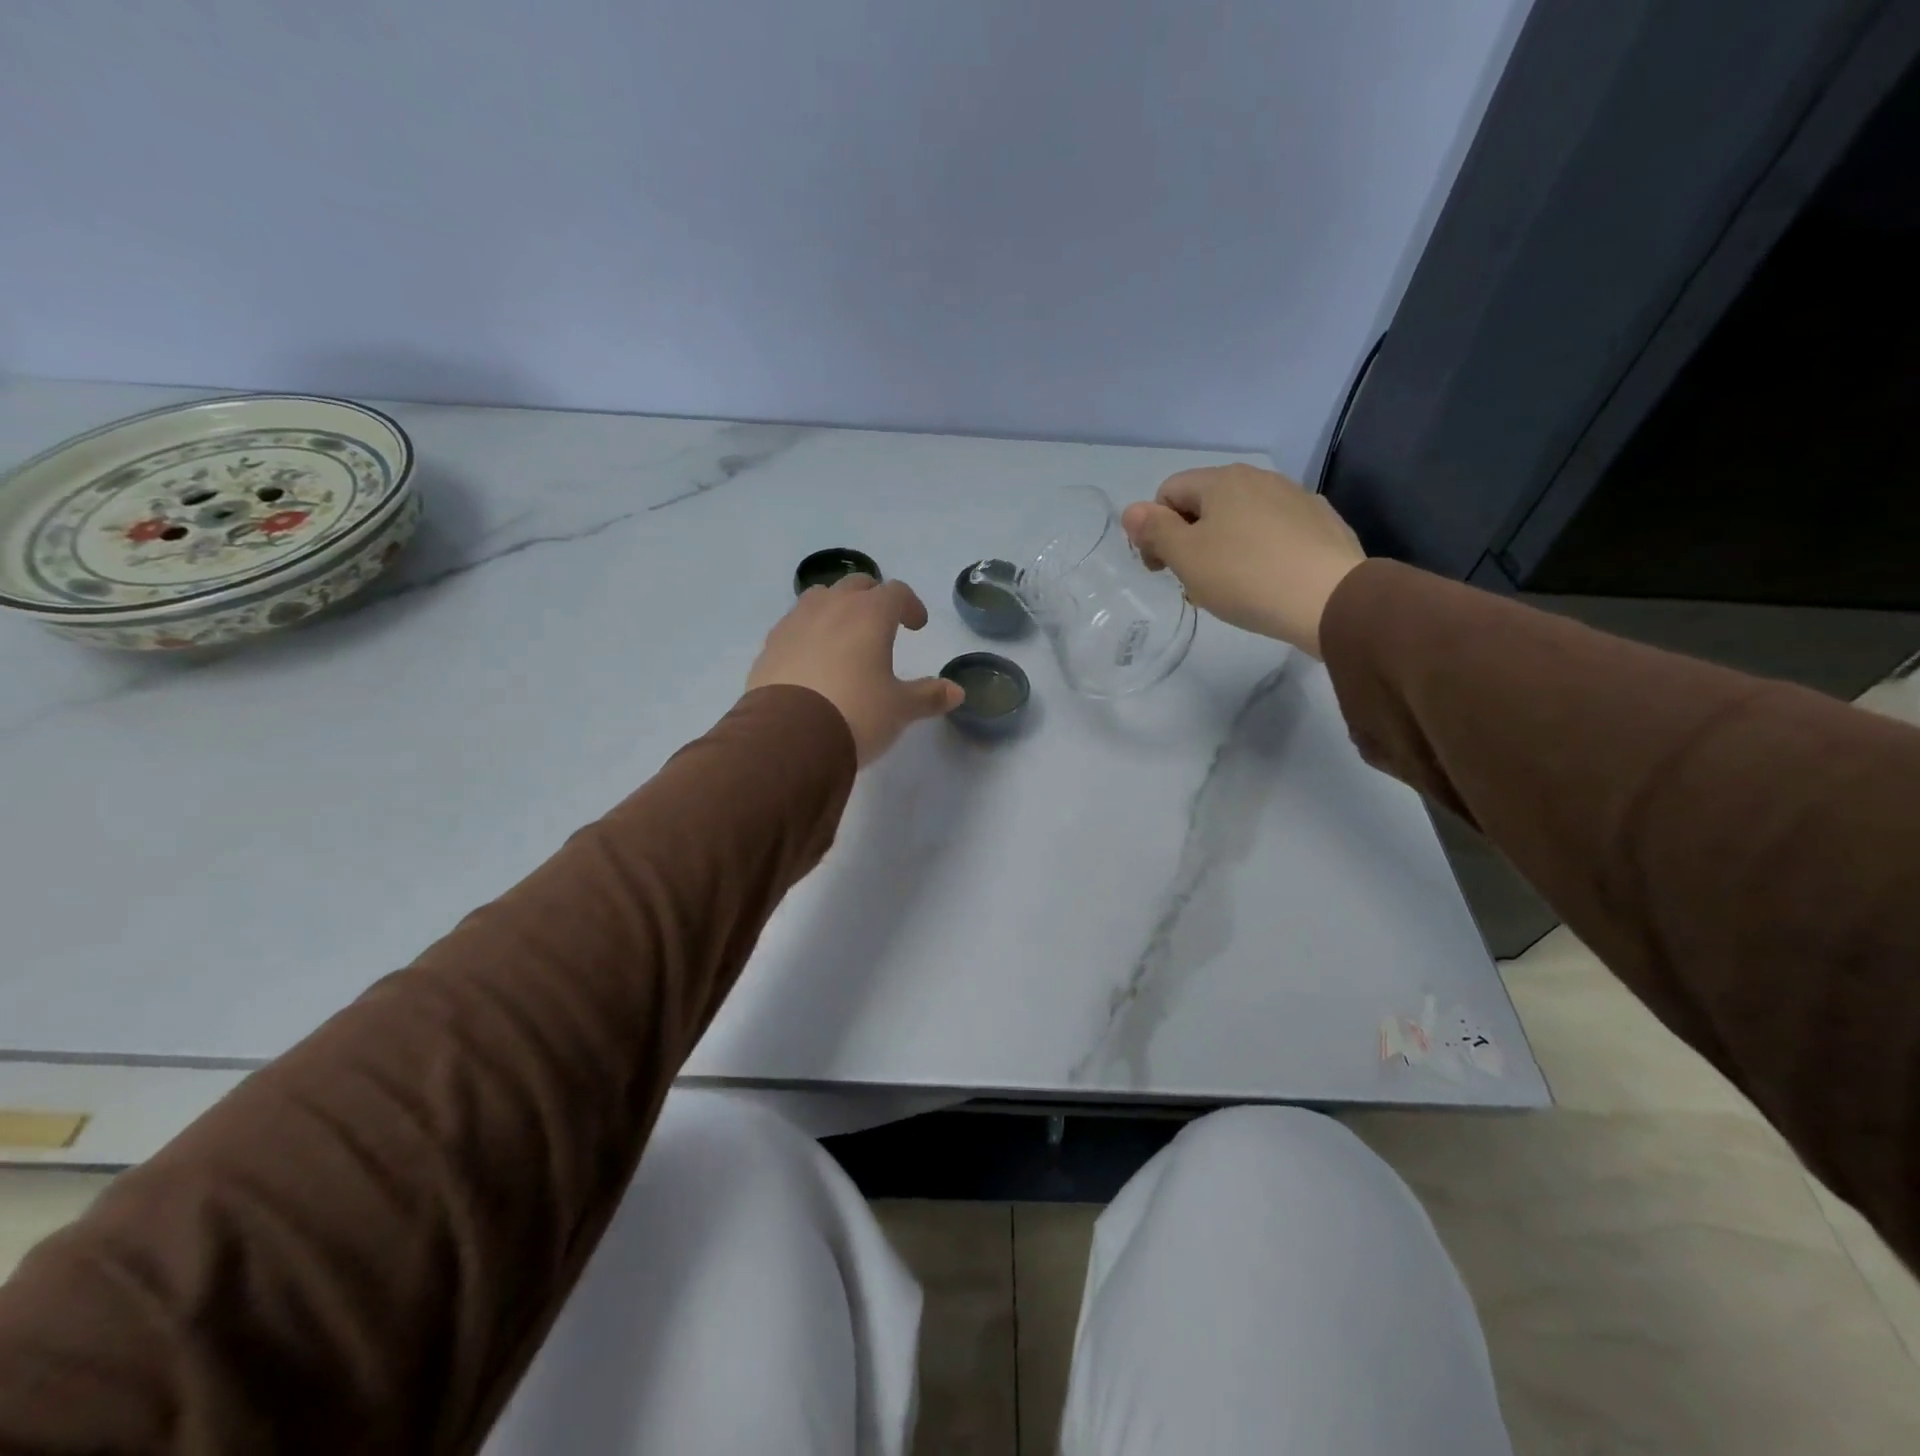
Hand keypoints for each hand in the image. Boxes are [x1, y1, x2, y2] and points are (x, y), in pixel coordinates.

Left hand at [747, 574, 964, 764]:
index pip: (896, 592)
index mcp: (870, 614)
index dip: (910, 605)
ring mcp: (795, 623)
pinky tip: (812, 659)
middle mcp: (832, 607)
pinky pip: (794, 625)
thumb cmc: (856, 713)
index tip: (917, 626)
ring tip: (843, 634)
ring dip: (836, 608)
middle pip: (856, 585)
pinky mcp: (770, 645)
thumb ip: (928, 696)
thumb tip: (956, 691)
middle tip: (882, 623)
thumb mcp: (899, 709)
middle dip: (873, 598)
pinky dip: (808, 631)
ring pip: (819, 598)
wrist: (788, 737)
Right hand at [1121, 465, 1365, 657]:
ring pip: (1241, 519)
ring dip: (1224, 546)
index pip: (1168, 492)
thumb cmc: (1244, 576)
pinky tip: (1266, 582)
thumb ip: (1154, 530)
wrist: (1330, 599)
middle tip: (1193, 581)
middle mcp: (1259, 478)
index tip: (1161, 569)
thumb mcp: (1186, 557)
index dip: (1154, 530)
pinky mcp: (1321, 524)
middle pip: (1206, 504)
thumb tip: (1132, 511)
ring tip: (1230, 586)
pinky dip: (1260, 552)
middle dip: (1190, 539)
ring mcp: (1296, 498)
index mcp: (1222, 480)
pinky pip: (1275, 533)